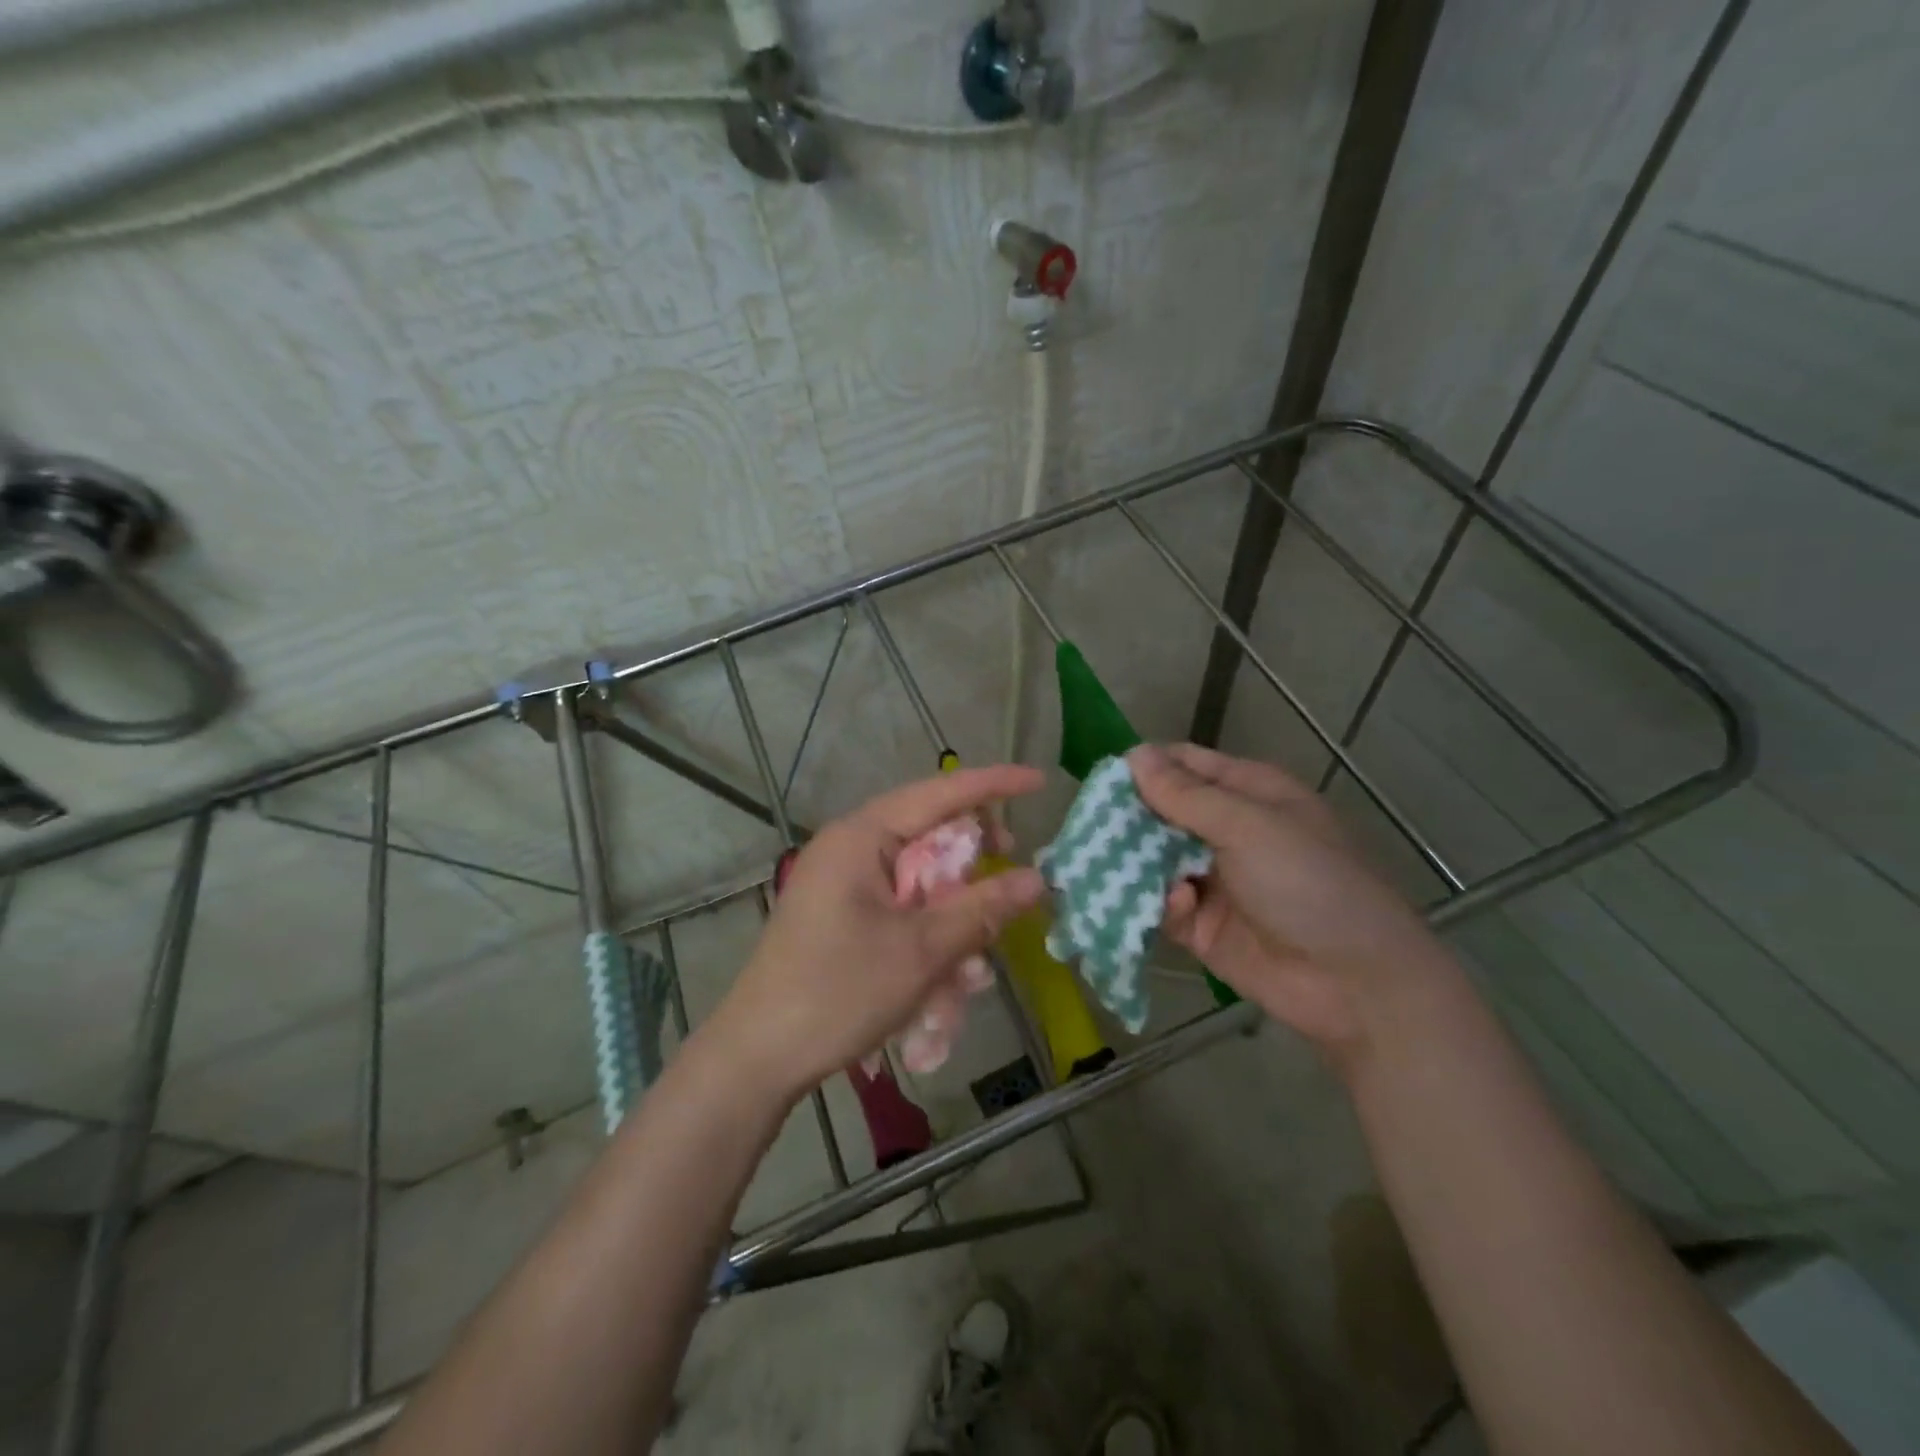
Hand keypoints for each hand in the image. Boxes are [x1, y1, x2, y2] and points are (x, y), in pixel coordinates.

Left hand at [711, 765, 1047, 1103]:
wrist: (758, 1056)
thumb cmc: (838, 992)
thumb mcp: (922, 950)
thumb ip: (982, 908)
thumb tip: (1037, 878)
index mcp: (861, 836)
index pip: (939, 793)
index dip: (993, 785)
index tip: (1039, 782)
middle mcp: (849, 847)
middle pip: (928, 832)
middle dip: (974, 858)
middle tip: (1013, 874)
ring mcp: (841, 881)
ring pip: (917, 875)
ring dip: (953, 906)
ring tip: (976, 952)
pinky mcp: (840, 913)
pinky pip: (899, 904)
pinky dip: (928, 928)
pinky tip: (946, 976)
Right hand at [1129, 743, 1453, 1062]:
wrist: (1355, 983)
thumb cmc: (1308, 883)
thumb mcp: (1249, 827)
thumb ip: (1186, 795)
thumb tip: (1133, 755)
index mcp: (1248, 794)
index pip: (1186, 765)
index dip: (1146, 767)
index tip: (1103, 779)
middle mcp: (1228, 831)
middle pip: (1163, 812)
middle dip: (1129, 817)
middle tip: (1091, 825)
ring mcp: (1214, 880)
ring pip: (1155, 859)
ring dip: (1134, 862)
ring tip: (1106, 863)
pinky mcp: (1202, 926)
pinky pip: (1163, 905)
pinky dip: (1159, 903)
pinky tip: (1176, 906)